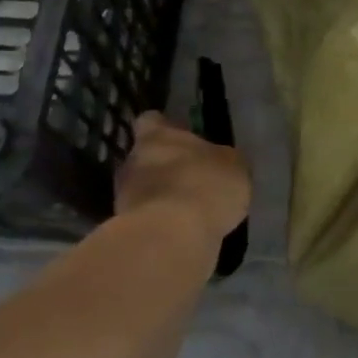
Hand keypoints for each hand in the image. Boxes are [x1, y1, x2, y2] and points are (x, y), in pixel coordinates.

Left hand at [115, 112, 250, 240]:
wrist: (172, 237)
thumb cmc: (205, 186)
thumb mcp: (233, 165)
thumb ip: (221, 159)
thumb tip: (219, 162)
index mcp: (157, 135)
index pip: (151, 121)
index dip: (164, 128)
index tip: (179, 138)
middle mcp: (133, 159)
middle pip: (144, 156)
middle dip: (163, 166)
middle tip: (189, 178)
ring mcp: (123, 195)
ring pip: (142, 189)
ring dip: (160, 196)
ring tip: (187, 211)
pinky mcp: (125, 228)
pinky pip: (145, 218)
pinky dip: (160, 223)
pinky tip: (181, 232)